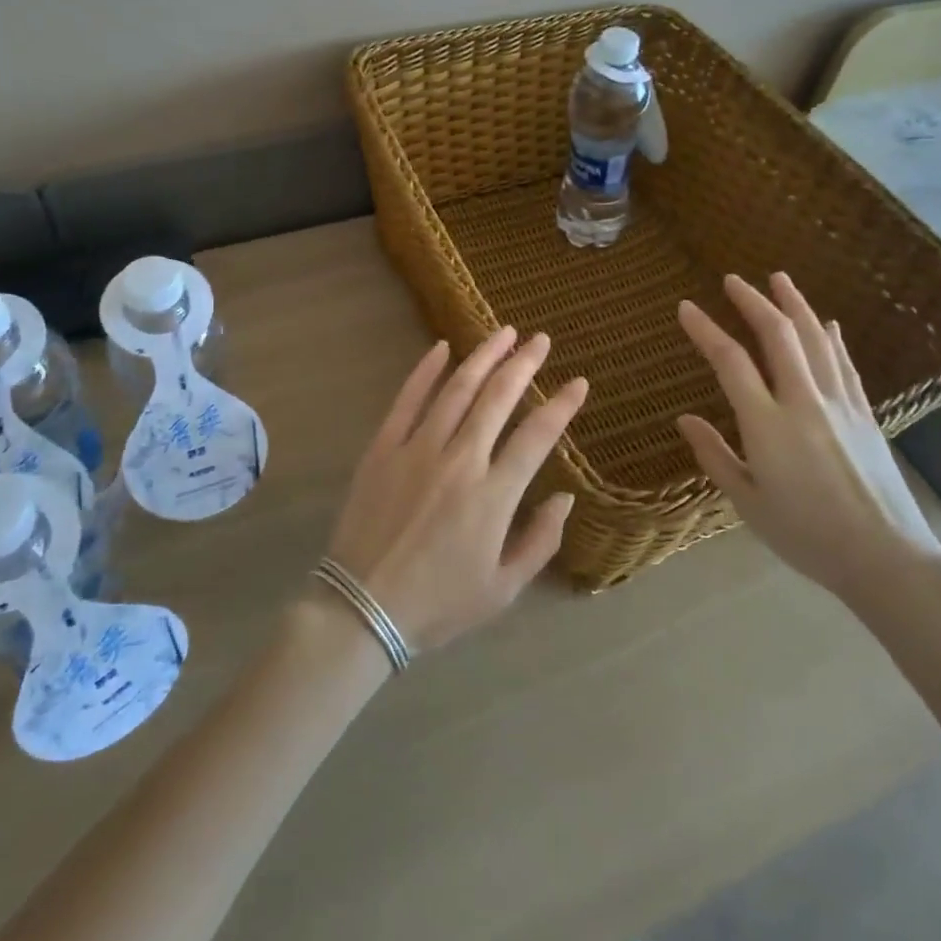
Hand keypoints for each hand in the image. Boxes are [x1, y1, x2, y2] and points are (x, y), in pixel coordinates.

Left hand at [326, 328, 587, 653]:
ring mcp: (417, 449)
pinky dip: (425, 371)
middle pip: (498, 398)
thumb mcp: (503, 589)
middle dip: (523, 363)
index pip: (537, 436)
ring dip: (483, 357)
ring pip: (456, 389)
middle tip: (541, 339)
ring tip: (503, 333)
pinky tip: (441, 348)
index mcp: (493, 496)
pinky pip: (407, 400)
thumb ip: (541, 541)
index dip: (562, 405)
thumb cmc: (439, 603)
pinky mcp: (383, 448)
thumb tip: (565, 497)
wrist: (362, 608)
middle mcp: (459, 461)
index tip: (578, 382)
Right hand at [675, 274, 940, 607]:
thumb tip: (684, 419)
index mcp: (768, 425)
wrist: (886, 557)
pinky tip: (828, 323)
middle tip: (733, 280)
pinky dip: (833, 338)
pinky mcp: (865, 415)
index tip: (686, 307)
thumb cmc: (806, 535)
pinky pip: (845, 364)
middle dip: (753, 301)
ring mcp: (840, 404)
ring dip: (795, 305)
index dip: (706, 330)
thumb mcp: (748, 503)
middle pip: (778, 335)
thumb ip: (715, 456)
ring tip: (779, 279)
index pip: (730, 362)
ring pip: (816, 339)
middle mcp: (804, 402)